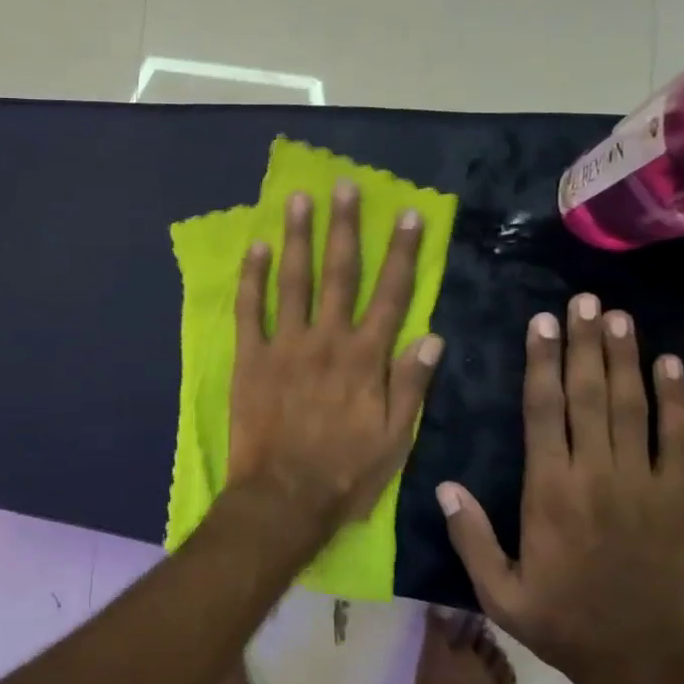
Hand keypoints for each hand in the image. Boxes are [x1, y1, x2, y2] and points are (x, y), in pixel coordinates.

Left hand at [226, 181, 442, 532]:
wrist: (283, 497)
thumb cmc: (345, 474)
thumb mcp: (395, 439)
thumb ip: (411, 385)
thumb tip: (433, 336)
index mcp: (366, 358)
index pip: (391, 294)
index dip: (401, 252)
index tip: (408, 215)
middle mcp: (328, 340)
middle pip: (340, 273)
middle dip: (344, 227)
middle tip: (345, 186)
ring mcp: (285, 346)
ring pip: (294, 280)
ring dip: (297, 237)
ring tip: (299, 199)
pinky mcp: (250, 358)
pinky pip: (250, 310)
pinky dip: (252, 277)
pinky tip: (256, 247)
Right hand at [435, 294, 683, 683]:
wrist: (644, 664)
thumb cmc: (562, 624)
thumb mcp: (499, 593)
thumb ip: (470, 537)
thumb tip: (442, 485)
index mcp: (549, 491)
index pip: (543, 412)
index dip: (543, 363)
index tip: (543, 322)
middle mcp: (596, 475)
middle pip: (589, 396)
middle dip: (585, 344)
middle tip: (584, 300)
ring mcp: (644, 484)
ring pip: (632, 407)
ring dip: (624, 358)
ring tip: (618, 316)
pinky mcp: (678, 499)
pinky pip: (679, 440)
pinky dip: (677, 400)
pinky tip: (671, 365)